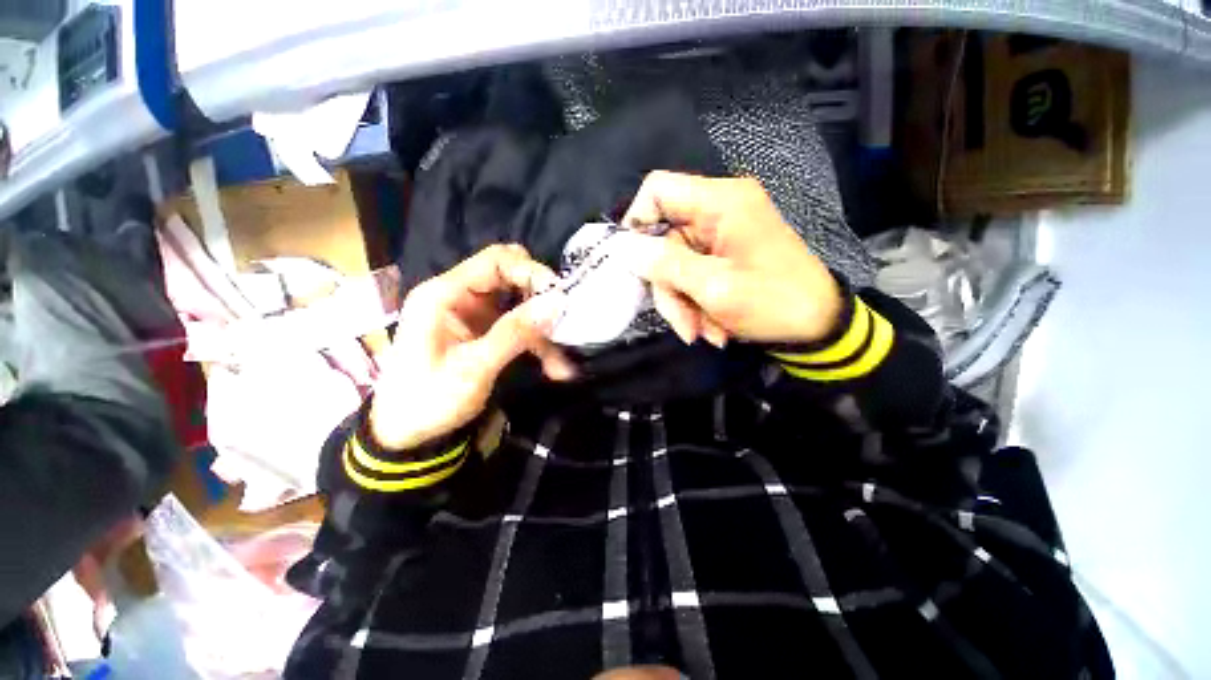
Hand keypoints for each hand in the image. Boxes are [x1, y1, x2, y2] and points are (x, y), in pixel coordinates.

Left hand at [370, 245, 572, 450]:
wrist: (406, 436)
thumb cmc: (430, 401)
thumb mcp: (474, 368)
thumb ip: (515, 332)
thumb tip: (558, 301)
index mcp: (444, 294)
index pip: (496, 261)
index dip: (532, 272)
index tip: (560, 298)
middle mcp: (459, 295)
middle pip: (511, 276)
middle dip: (540, 299)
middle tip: (561, 323)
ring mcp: (473, 313)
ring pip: (520, 303)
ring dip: (543, 328)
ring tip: (561, 362)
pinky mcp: (483, 330)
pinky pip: (518, 325)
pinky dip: (537, 342)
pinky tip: (554, 367)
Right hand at [622, 172, 842, 346]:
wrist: (818, 328)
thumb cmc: (775, 303)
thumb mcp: (715, 288)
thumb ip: (666, 265)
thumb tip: (623, 248)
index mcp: (721, 202)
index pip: (657, 189)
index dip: (637, 223)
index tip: (635, 264)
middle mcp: (718, 211)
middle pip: (664, 240)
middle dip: (669, 287)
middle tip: (684, 324)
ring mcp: (720, 235)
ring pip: (675, 265)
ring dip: (683, 303)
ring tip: (702, 333)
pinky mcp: (723, 256)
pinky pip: (692, 275)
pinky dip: (696, 304)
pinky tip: (712, 328)